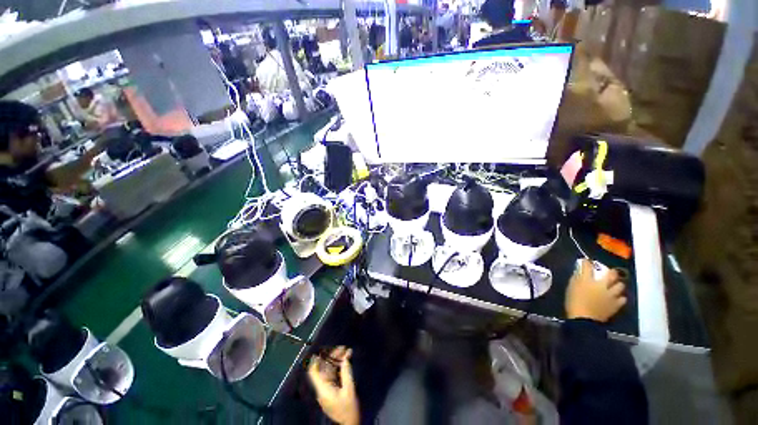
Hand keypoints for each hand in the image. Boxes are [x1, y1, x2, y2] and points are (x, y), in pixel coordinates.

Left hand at [308, 346, 358, 424]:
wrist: (350, 424)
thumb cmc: (348, 409)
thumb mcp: (349, 390)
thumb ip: (346, 372)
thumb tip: (345, 357)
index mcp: (323, 388)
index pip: (314, 372)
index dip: (316, 360)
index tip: (322, 349)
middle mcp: (323, 387)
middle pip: (324, 369)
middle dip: (332, 357)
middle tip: (343, 347)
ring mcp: (327, 389)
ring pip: (329, 370)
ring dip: (337, 360)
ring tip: (346, 351)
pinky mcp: (333, 390)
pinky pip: (334, 375)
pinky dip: (339, 367)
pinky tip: (346, 360)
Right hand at [566, 259, 626, 321]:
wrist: (583, 319)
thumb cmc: (574, 302)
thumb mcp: (571, 288)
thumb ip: (576, 279)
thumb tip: (579, 272)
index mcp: (588, 280)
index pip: (588, 266)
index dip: (587, 262)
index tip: (586, 261)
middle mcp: (602, 285)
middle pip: (611, 274)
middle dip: (611, 272)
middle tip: (609, 272)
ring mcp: (611, 295)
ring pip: (620, 286)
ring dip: (618, 284)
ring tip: (615, 285)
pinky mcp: (615, 305)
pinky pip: (622, 299)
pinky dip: (620, 297)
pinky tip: (617, 297)